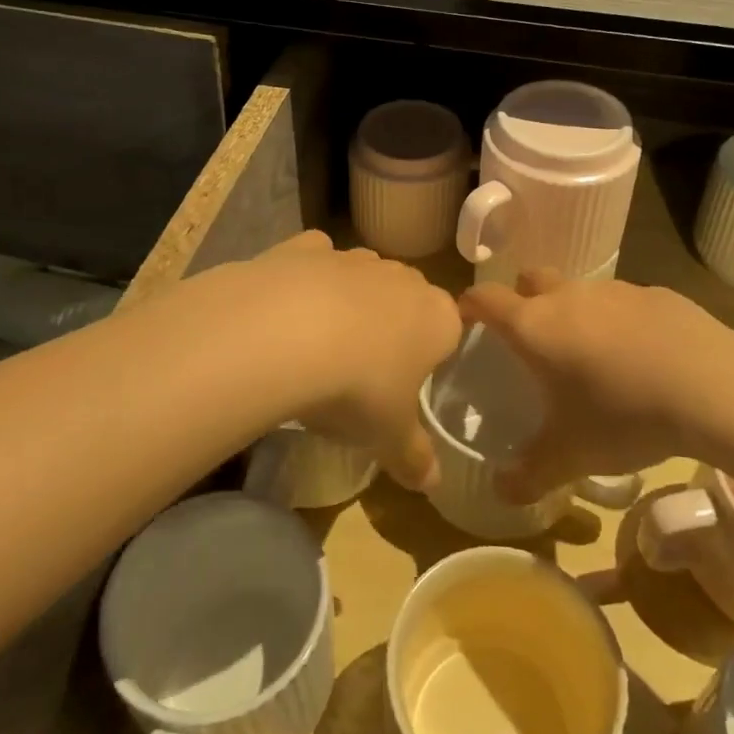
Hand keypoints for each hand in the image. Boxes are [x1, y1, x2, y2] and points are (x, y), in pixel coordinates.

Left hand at [211, 232, 460, 490]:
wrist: (284, 334)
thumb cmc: (358, 388)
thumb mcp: (389, 437)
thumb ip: (415, 458)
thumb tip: (432, 485)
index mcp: (437, 317)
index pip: (450, 330)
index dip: (431, 357)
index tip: (406, 385)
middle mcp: (401, 277)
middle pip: (406, 298)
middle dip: (392, 325)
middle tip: (364, 370)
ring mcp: (352, 257)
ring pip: (362, 275)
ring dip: (350, 300)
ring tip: (320, 344)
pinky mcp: (305, 247)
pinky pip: (315, 259)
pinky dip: (307, 276)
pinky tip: (287, 306)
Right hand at [459, 269, 733, 500]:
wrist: (712, 386)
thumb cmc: (623, 415)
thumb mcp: (571, 455)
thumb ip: (529, 474)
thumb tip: (500, 492)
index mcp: (534, 326)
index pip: (485, 300)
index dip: (469, 307)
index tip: (466, 322)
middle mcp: (568, 297)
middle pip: (531, 279)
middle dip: (523, 299)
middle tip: (532, 339)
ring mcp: (614, 290)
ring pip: (580, 290)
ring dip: (576, 312)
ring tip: (593, 355)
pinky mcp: (656, 294)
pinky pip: (625, 302)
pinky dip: (621, 321)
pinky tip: (643, 357)